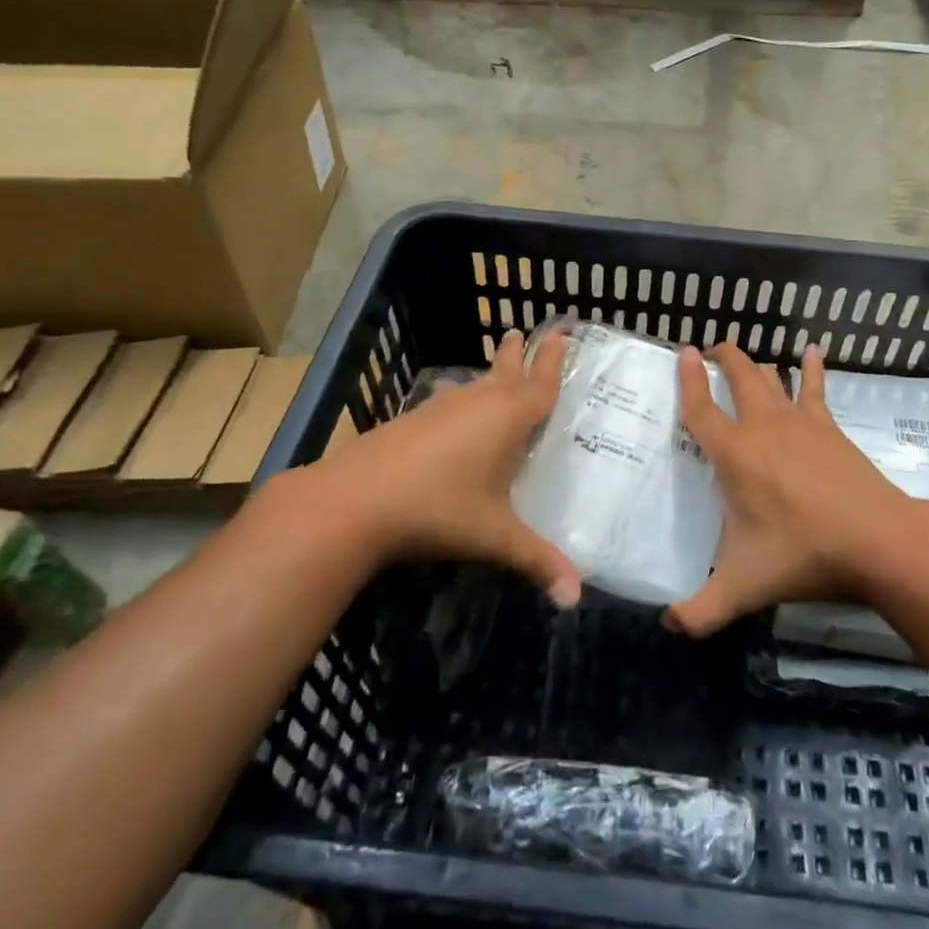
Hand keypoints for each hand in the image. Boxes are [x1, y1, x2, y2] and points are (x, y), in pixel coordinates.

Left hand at [272, 330, 581, 606]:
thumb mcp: (494, 537)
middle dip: (518, 353)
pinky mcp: (409, 422)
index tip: (563, 332)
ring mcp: (438, 409)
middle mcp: (475, 404)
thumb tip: (575, 599)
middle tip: (523, 329)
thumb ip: (538, 562)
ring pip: (472, 384)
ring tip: (494, 366)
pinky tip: (447, 402)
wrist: (353, 501)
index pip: (540, 384)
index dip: (553, 360)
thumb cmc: (438, 510)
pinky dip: (456, 397)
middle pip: (504, 371)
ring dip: (487, 374)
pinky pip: (445, 401)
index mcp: (506, 419)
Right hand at [666, 342, 928, 636]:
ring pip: (772, 378)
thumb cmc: (803, 555)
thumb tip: (667, 626)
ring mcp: (800, 423)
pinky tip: (813, 352)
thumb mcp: (743, 587)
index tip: (682, 352)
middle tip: (711, 349)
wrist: (877, 541)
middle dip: (723, 358)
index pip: (700, 408)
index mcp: (734, 455)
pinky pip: (816, 389)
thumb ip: (700, 611)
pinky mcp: (830, 428)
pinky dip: (812, 369)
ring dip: (757, 364)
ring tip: (745, 356)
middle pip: (738, 376)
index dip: (687, 379)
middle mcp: (763, 427)